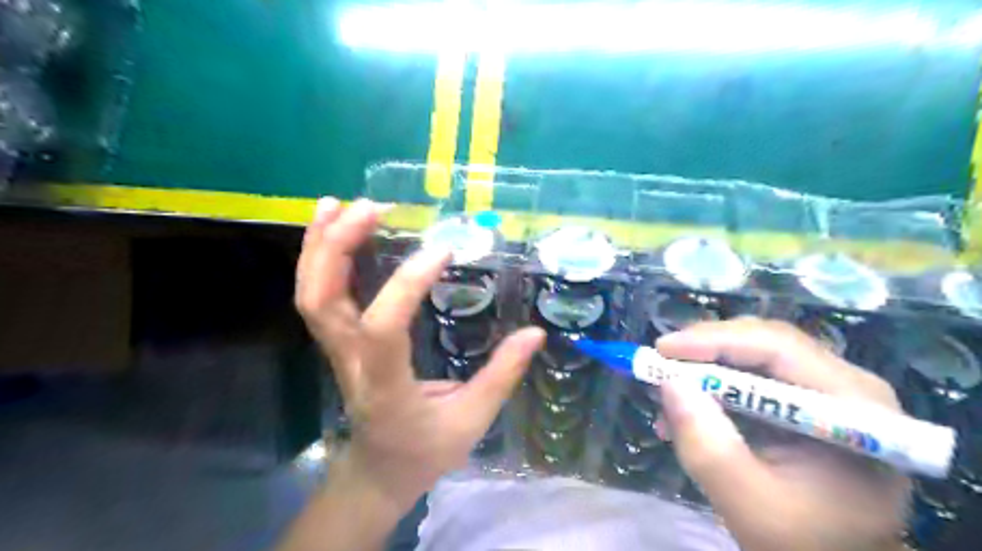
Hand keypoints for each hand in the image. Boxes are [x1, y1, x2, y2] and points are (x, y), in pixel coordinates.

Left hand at [294, 200, 548, 514]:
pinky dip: (320, 258)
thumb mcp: (471, 421)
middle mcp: (350, 363)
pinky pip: (318, 296)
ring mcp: (336, 351)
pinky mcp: (338, 342)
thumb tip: (535, 333)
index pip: (382, 329)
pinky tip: (335, 229)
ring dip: (320, 245)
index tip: (443, 250)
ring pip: (310, 295)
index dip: (407, 285)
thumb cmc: (424, 451)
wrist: (378, 471)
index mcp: (386, 388)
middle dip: (338, 248)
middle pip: (321, 301)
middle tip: (370, 208)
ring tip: (340, 204)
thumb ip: (502, 376)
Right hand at [656, 318, 908, 549]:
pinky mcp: (807, 398)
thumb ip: (708, 447)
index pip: (779, 348)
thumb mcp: (748, 503)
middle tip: (660, 365)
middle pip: (766, 342)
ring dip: (705, 367)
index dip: (715, 340)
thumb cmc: (803, 544)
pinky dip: (714, 383)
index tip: (662, 350)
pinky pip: (753, 372)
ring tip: (667, 393)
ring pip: (755, 352)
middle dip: (706, 350)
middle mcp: (848, 386)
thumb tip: (668, 383)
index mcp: (855, 410)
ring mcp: (829, 389)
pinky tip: (688, 406)